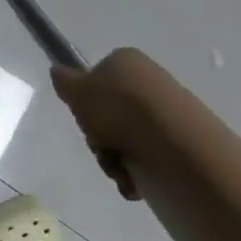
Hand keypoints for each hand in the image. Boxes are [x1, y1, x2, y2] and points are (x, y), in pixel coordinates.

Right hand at [51, 48, 182, 199]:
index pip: (97, 78)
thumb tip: (57, 71)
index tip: (84, 121)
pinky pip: (151, 153)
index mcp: (125, 60)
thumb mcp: (78, 92)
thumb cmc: (118, 109)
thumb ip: (65, 82)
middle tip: (102, 149)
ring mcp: (167, 107)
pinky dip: (140, 168)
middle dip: (101, 137)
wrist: (173, 141)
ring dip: (117, 158)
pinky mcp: (183, 136)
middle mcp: (147, 78)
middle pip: (111, 111)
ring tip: (122, 172)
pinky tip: (138, 181)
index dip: (86, 103)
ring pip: (128, 136)